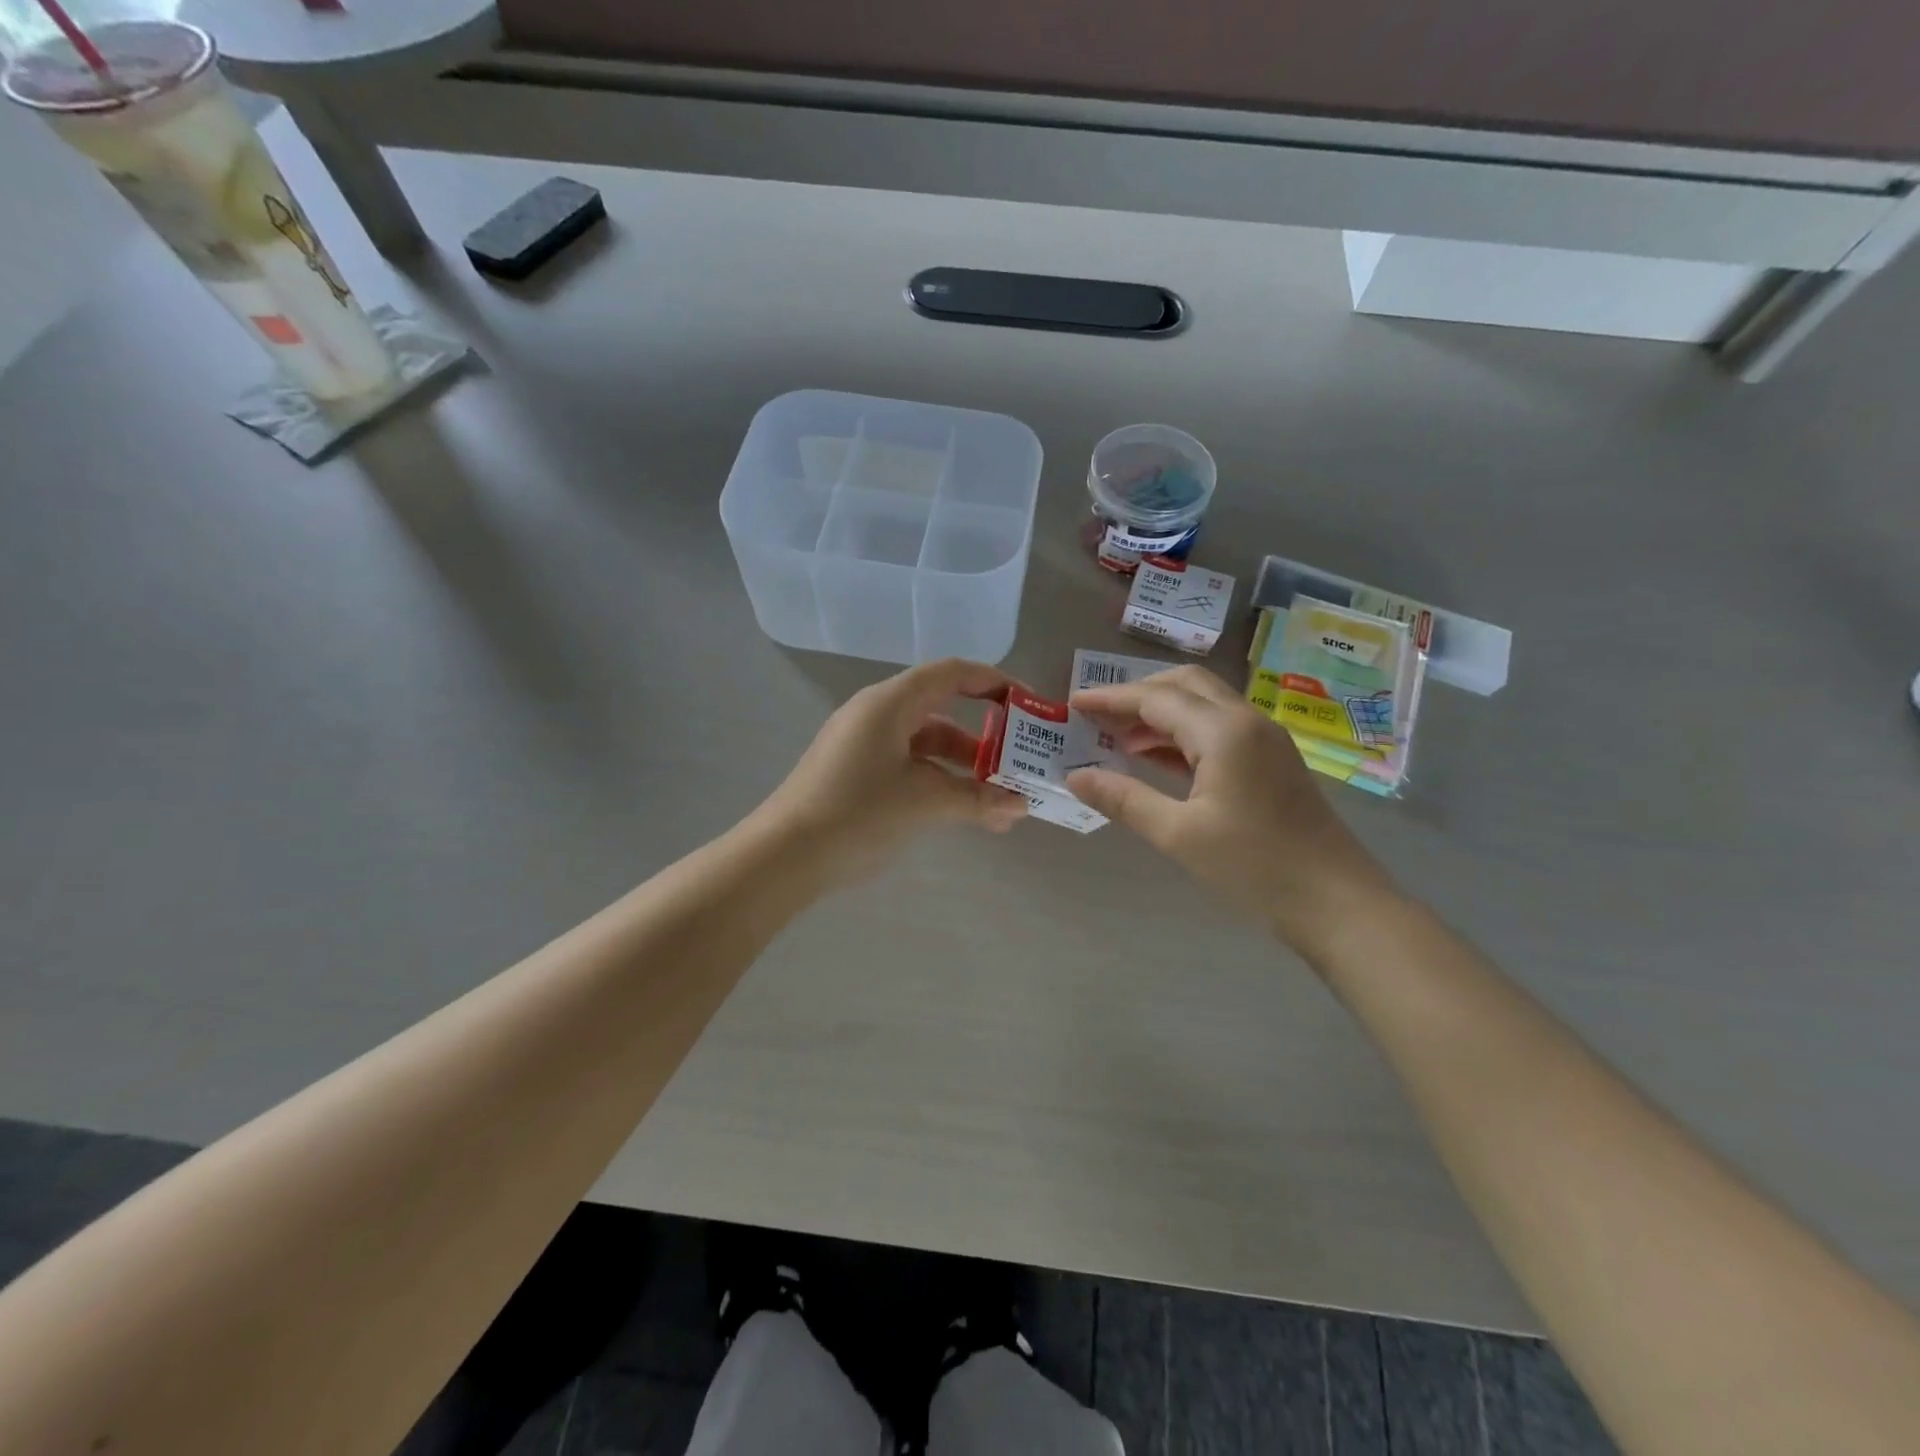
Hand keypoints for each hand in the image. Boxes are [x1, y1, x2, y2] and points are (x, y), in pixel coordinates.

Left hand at [757, 658, 1027, 886]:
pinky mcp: (855, 772)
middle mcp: (876, 714)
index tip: (1027, 705)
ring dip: (962, 768)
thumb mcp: (924, 803)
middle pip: (941, 710)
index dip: (993, 682)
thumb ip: (977, 799)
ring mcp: (863, 744)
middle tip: (1019, 762)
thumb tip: (1021, 806)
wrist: (784, 856)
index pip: (951, 673)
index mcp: (890, 703)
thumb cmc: (857, 813)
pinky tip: (961, 811)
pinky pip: (908, 765)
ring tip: (998, 802)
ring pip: (926, 744)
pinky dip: (937, 781)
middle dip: (984, 737)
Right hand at [1067, 666, 1397, 955]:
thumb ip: (1124, 799)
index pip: (1156, 698)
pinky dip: (1182, 734)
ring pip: (1203, 705)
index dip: (1111, 698)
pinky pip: (1218, 730)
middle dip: (1137, 694)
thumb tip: (1075, 776)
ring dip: (1160, 714)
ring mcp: (1265, 740)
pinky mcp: (1272, 762)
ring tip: (1116, 738)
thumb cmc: (1255, 868)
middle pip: (1184, 686)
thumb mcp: (1179, 835)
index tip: (1073, 704)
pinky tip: (1156, 760)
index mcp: (1224, 731)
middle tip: (1097, 716)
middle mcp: (1247, 721)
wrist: (1339, 904)